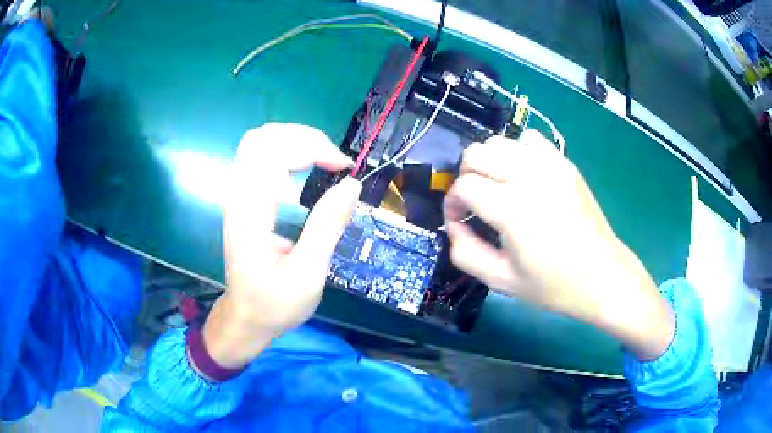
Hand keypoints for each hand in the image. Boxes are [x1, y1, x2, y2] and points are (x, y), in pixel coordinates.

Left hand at [202, 124, 361, 368]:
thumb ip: (328, 226)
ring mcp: (237, 196)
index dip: (312, 148)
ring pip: (257, 142)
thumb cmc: (275, 303)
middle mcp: (238, 197)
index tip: (343, 166)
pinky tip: (305, 164)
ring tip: (323, 157)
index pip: (273, 154)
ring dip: (294, 140)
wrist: (245, 318)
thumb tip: (352, 183)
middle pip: (260, 138)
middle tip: (333, 157)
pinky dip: (286, 150)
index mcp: (251, 215)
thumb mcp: (308, 274)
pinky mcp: (242, 199)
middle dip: (303, 136)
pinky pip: (259, 157)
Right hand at [444, 130, 673, 359]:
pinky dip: (517, 151)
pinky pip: (530, 139)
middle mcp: (529, 178)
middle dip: (465, 175)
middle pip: (477, 153)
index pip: (464, 186)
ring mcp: (550, 166)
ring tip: (496, 186)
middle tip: (474, 201)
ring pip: (500, 141)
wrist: (602, 276)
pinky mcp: (565, 163)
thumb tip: (453, 225)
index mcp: (512, 210)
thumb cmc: (553, 285)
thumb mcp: (502, 281)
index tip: (459, 219)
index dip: (453, 202)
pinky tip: (523, 174)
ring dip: (488, 161)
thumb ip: (465, 253)